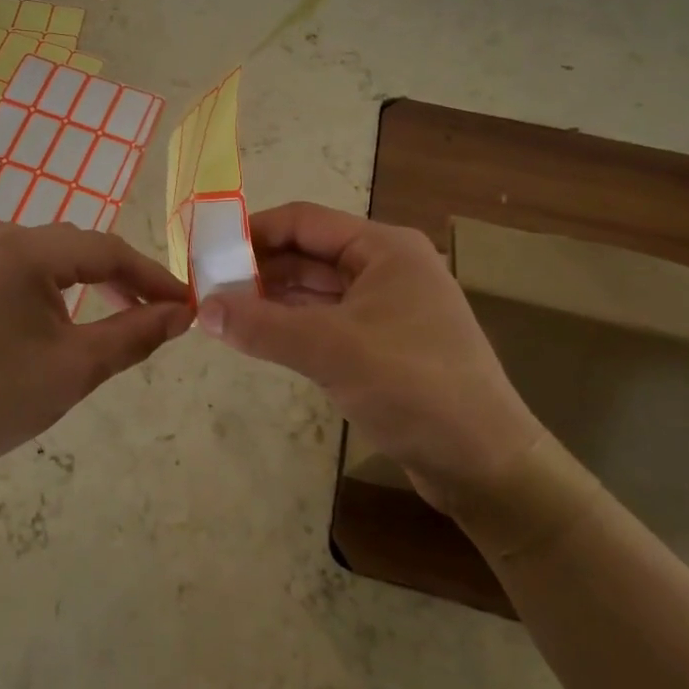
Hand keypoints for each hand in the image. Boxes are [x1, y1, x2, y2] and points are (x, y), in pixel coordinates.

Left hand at [0, 222, 191, 482]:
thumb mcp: (74, 369)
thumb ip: (134, 334)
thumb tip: (181, 314)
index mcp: (24, 250)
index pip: (107, 250)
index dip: (152, 276)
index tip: (186, 303)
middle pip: (78, 246)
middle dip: (122, 276)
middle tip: (158, 312)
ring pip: (51, 253)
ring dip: (89, 278)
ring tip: (121, 311)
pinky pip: (22, 263)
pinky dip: (54, 282)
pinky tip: (68, 310)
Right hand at [196, 202, 541, 511]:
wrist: (487, 467)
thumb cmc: (415, 388)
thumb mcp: (332, 351)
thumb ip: (263, 326)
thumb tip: (201, 309)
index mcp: (384, 248)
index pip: (304, 221)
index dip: (253, 231)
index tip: (208, 250)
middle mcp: (386, 267)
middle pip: (308, 253)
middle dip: (259, 266)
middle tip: (208, 285)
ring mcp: (386, 306)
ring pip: (315, 288)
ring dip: (271, 296)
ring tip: (222, 309)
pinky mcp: (383, 343)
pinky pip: (326, 319)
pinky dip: (291, 323)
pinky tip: (258, 335)